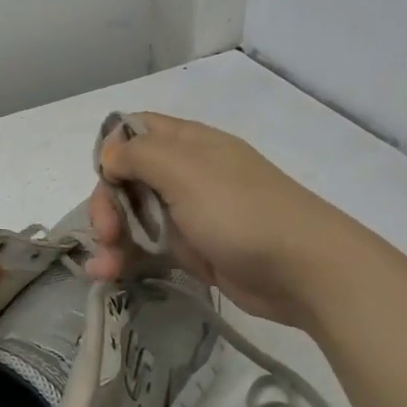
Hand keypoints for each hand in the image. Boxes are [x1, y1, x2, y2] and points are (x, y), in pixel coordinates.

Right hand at [85, 113, 344, 325]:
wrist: (305, 270)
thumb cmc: (240, 211)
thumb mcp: (184, 170)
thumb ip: (138, 155)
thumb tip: (110, 157)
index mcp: (186, 144)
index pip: (135, 131)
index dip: (112, 150)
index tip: (106, 178)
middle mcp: (185, 174)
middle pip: (127, 179)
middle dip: (106, 204)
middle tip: (105, 233)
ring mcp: (189, 214)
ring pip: (134, 217)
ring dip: (110, 238)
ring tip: (101, 269)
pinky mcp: (193, 251)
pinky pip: (149, 249)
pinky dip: (126, 259)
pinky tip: (108, 275)